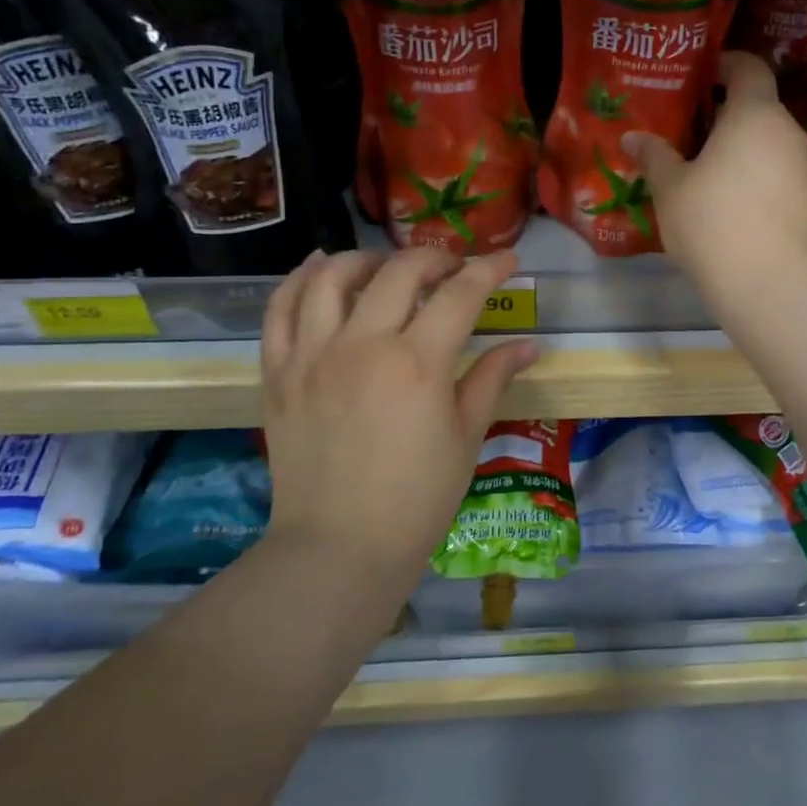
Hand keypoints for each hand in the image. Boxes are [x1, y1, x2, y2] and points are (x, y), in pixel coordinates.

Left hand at [259, 248, 539, 585]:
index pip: (460, 294)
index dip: (488, 270)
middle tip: (451, 268)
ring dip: (366, 259)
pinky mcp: (278, 373)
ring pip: (332, 277)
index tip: (505, 260)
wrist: (339, 548)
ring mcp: (312, 356)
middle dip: (434, 258)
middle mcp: (362, 345)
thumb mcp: (466, 437)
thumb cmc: (417, 499)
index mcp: (417, 364)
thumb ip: (492, 379)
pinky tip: (320, 269)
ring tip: (386, 267)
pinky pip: (280, 310)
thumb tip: (528, 345)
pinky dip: (300, 280)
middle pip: (399, 273)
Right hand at [624, 52, 806, 309]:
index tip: (700, 75)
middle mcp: (787, 132)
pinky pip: (778, 173)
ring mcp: (805, 167)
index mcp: (755, 114)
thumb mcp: (671, 189)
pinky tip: (730, 204)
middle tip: (689, 130)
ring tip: (705, 170)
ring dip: (741, 147)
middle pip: (758, 107)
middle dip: (725, 113)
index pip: (748, 67)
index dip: (725, 63)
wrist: (770, 284)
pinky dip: (755, 176)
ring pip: (769, 143)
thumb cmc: (712, 223)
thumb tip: (634, 137)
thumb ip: (654, 156)